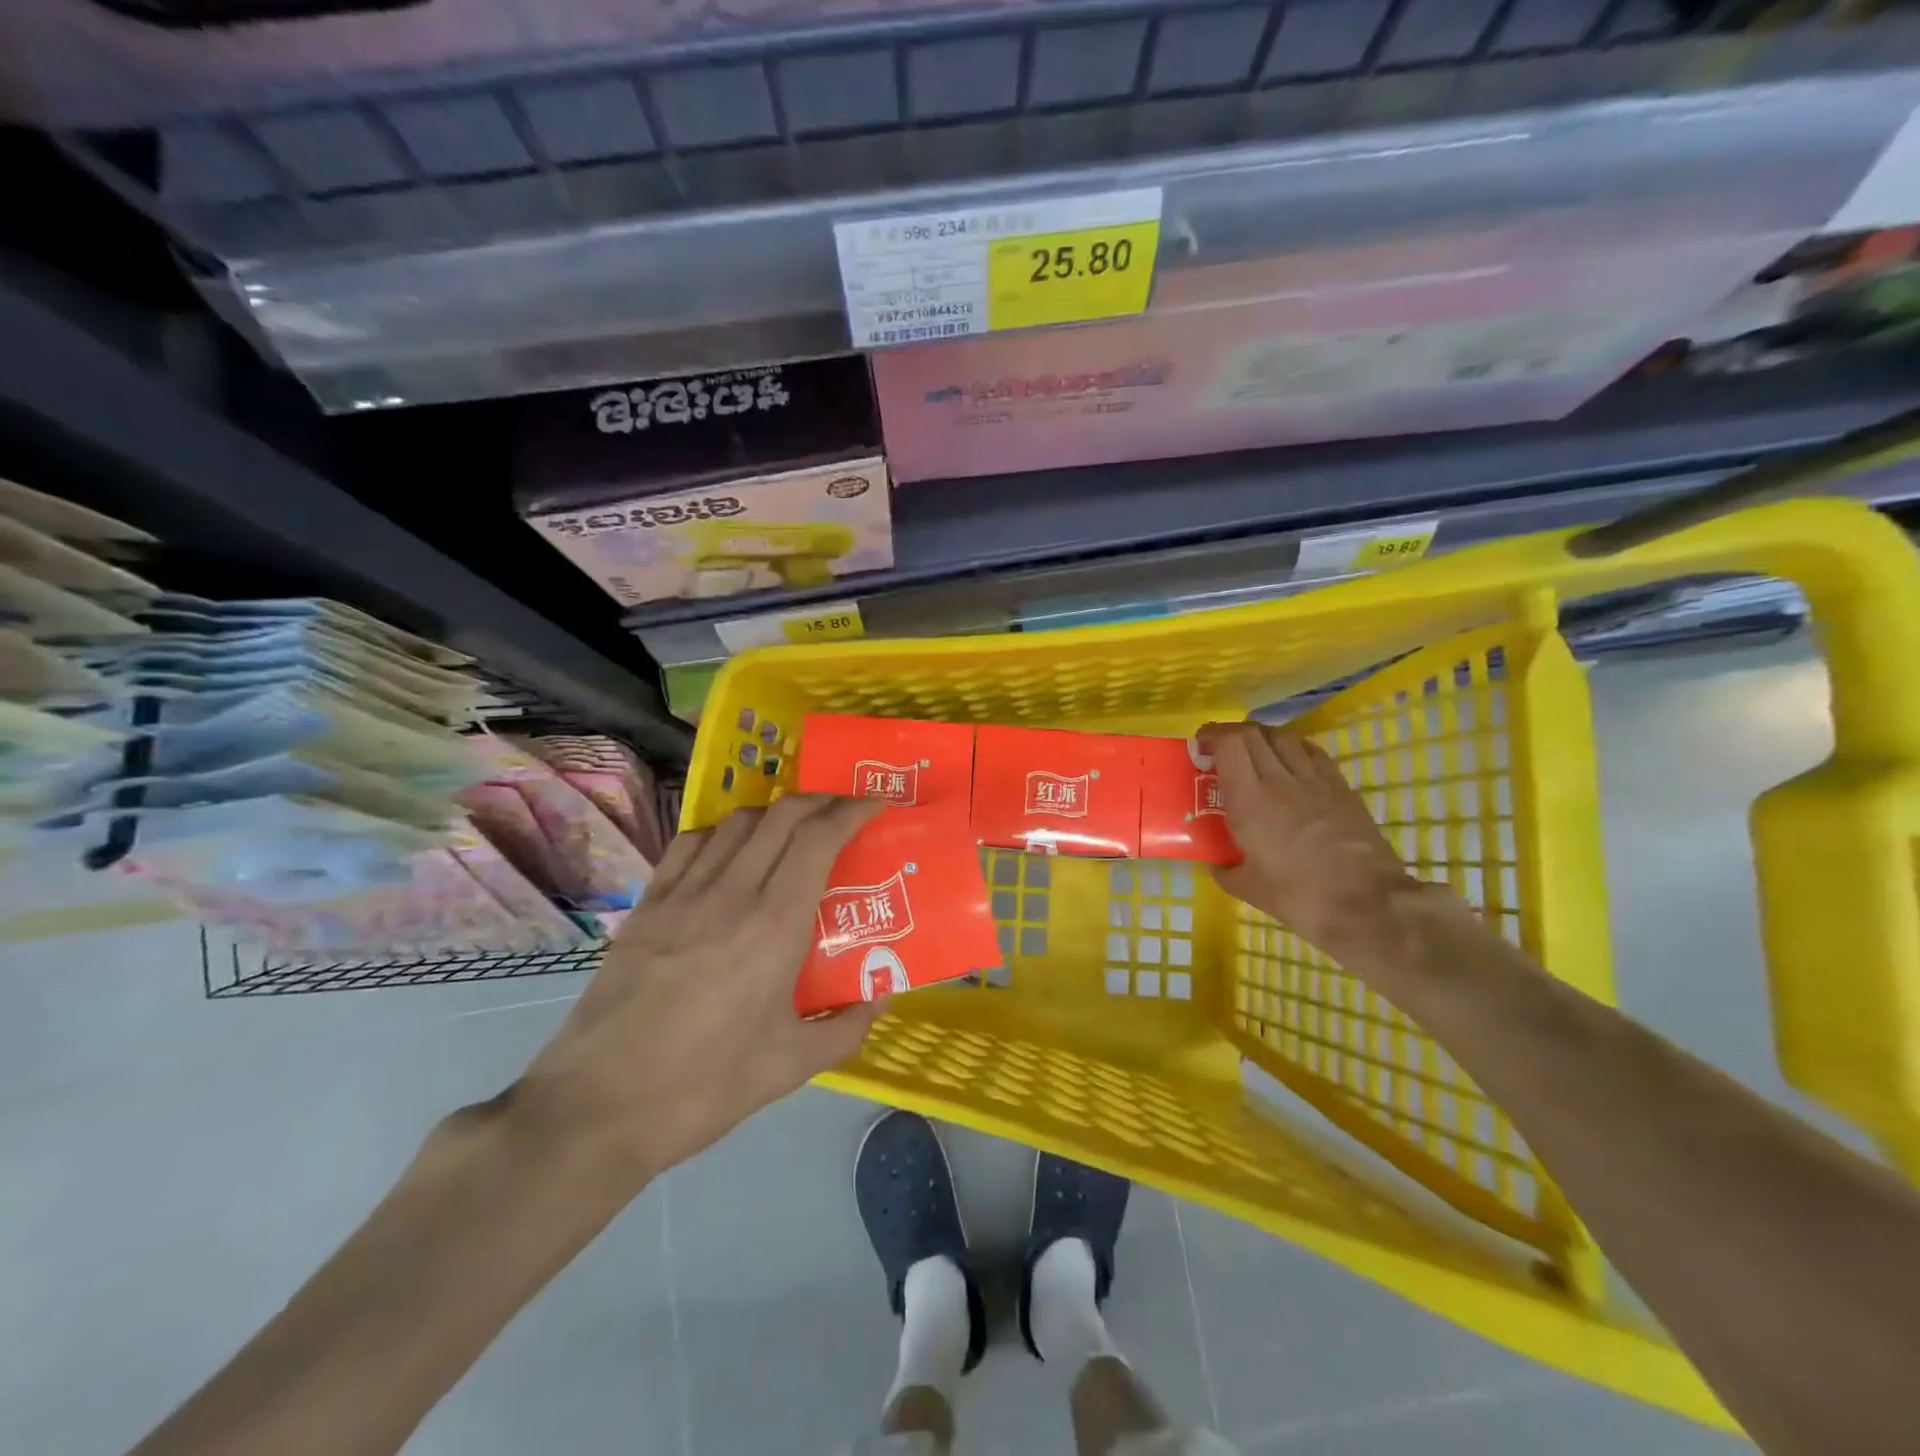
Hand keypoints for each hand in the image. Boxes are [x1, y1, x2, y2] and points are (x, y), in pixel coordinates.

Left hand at [517, 794, 886, 1189]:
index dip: (851, 810)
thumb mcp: (790, 1066)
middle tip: (844, 811)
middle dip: (821, 801)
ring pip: (736, 822)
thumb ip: (846, 1028)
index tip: (877, 802)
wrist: (597, 1108)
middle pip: (782, 816)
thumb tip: (881, 995)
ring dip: (774, 813)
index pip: (819, 838)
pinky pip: (690, 844)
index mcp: (775, 924)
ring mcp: (682, 894)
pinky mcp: (646, 905)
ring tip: (793, 829)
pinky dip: (723, 831)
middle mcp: (731, 892)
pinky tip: (730, 851)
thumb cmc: (704, 1086)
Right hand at [1201, 721, 1421, 970]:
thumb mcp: (1249, 889)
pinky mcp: (1342, 788)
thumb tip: (1218, 864)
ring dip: (1264, 738)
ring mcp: (1315, 780)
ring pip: (1285, 737)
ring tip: (1257, 753)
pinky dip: (1295, 749)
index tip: (1201, 744)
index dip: (1212, 734)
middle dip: (1232, 733)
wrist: (1367, 904)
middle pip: (1254, 733)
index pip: (1229, 744)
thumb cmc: (1300, 897)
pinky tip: (1293, 764)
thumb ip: (1226, 870)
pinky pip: (1313, 753)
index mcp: (1249, 800)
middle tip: (1222, 748)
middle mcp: (1279, 779)